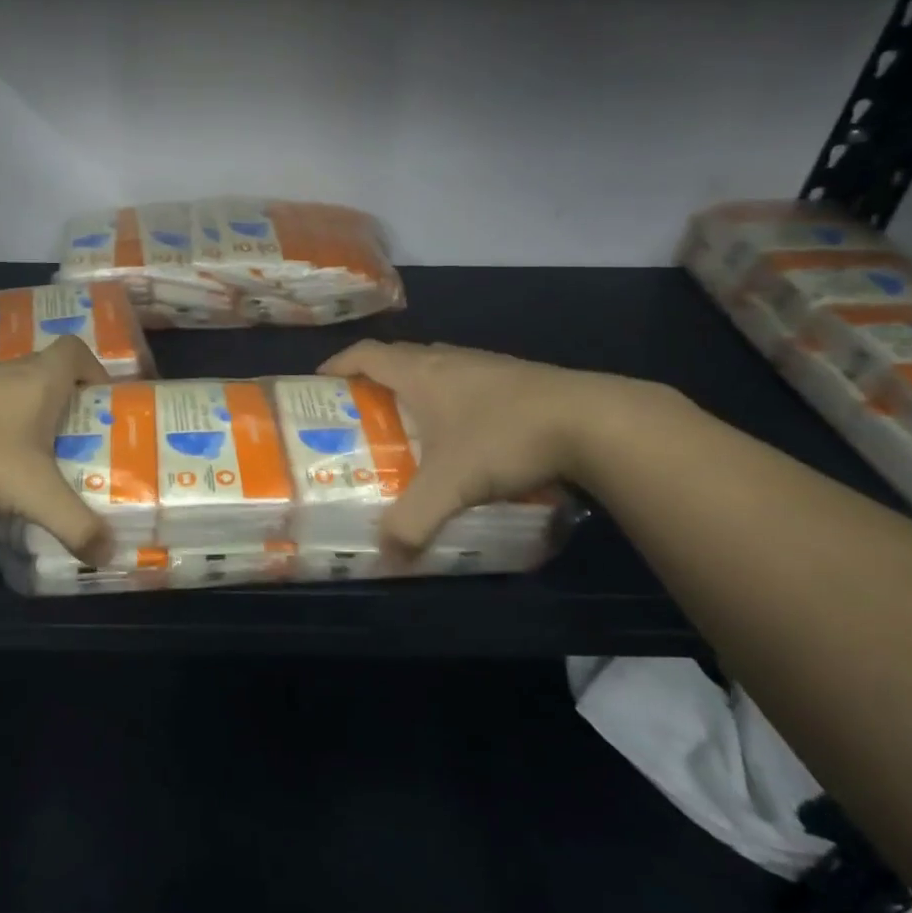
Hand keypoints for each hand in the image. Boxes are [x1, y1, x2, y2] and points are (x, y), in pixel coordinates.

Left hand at [0, 336, 113, 561]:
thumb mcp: (33, 492)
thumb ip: (74, 523)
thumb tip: (109, 553)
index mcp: (40, 377)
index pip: (77, 350)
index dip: (96, 371)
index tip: (103, 405)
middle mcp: (10, 371)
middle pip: (51, 372)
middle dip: (70, 404)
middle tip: (80, 441)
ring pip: (18, 391)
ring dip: (34, 417)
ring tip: (42, 457)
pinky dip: (2, 426)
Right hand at [318, 340, 652, 555]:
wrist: (592, 420)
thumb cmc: (504, 438)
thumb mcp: (450, 486)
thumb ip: (412, 523)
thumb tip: (387, 558)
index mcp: (420, 372)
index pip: (365, 354)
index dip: (338, 364)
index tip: (318, 383)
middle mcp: (448, 359)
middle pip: (398, 357)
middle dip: (373, 379)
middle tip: (360, 411)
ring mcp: (485, 365)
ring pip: (435, 367)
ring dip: (414, 385)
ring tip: (408, 421)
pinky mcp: (517, 377)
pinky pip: (466, 380)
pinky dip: (450, 397)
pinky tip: (463, 431)